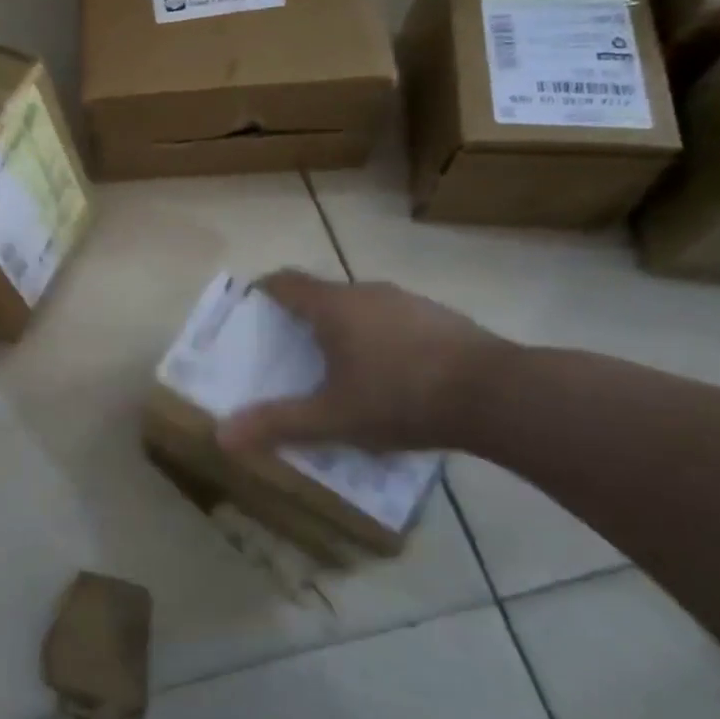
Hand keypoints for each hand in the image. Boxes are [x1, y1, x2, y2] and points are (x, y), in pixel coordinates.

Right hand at [217, 271, 511, 453]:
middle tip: (292, 351)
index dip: (264, 291)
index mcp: (333, 306)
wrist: (497, 395)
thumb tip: (221, 436)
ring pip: (361, 307)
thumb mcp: (332, 418)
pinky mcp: (440, 318)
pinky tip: (392, 376)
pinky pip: (394, 320)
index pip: (286, 282)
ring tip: (341, 367)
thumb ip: (278, 424)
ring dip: (345, 328)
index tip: (253, 311)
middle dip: (303, 318)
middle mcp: (367, 292)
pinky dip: (380, 338)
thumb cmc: (399, 398)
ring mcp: (408, 302)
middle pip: (322, 294)